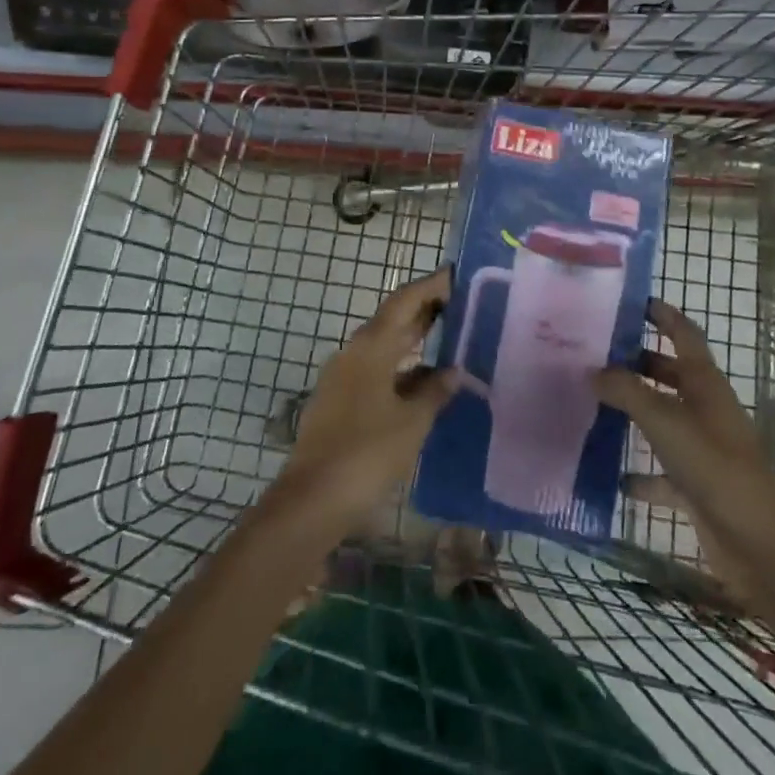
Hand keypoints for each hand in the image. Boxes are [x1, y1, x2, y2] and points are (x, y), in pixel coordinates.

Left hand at [274, 268, 456, 531]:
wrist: (311, 501)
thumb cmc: (367, 453)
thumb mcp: (412, 421)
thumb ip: (434, 391)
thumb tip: (452, 371)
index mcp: (371, 346)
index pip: (406, 300)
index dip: (432, 285)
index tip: (458, 274)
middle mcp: (354, 352)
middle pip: (394, 319)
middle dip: (426, 310)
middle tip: (463, 303)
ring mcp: (343, 377)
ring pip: (385, 347)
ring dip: (415, 341)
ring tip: (451, 340)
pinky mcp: (339, 402)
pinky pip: (377, 371)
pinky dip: (402, 369)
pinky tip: (425, 384)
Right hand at [597, 301, 774, 641]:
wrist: (761, 544)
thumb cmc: (715, 466)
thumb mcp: (665, 420)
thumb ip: (627, 391)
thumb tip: (593, 370)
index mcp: (704, 382)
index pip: (682, 332)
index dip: (661, 314)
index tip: (629, 301)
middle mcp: (704, 408)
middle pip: (668, 373)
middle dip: (636, 361)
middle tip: (593, 353)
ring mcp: (701, 448)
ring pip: (661, 419)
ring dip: (632, 412)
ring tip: (590, 403)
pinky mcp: (695, 487)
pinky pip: (659, 471)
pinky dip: (637, 472)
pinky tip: (607, 474)